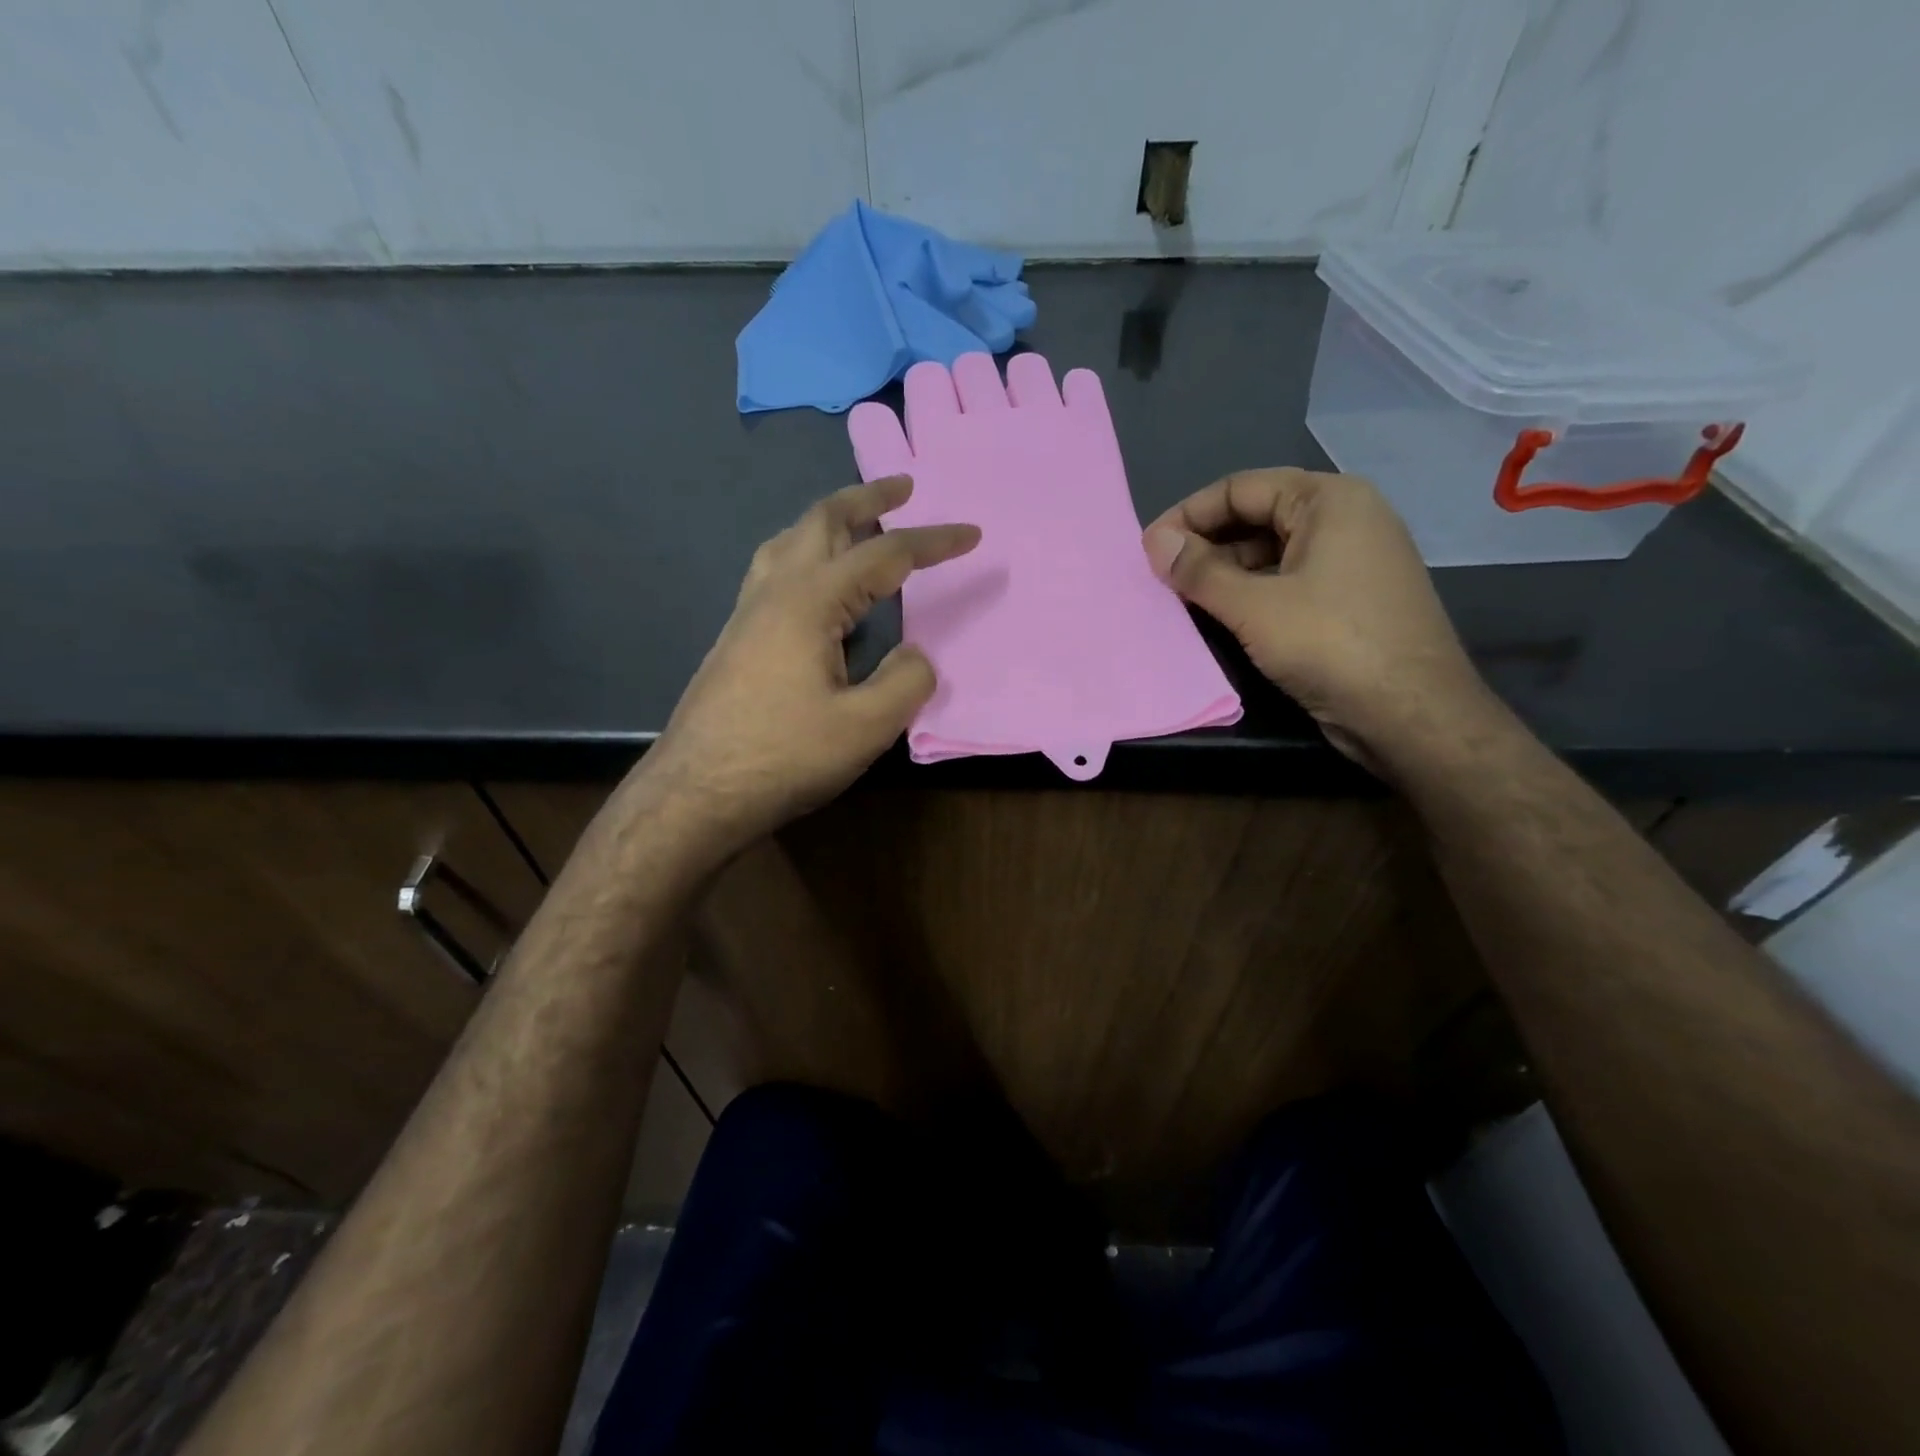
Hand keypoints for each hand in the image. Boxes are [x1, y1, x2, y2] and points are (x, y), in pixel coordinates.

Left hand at [642, 476, 978, 857]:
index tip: (972, 534)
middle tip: (902, 487)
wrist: (695, 793)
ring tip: (859, 525)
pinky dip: (807, 554)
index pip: (885, 555)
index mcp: (810, 602)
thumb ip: (905, 682)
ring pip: (790, 541)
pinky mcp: (736, 638)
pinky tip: (816, 586)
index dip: (933, 541)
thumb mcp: (863, 728)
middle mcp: (774, 591)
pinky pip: (775, 571)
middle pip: (823, 521)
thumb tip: (917, 655)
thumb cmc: (782, 757)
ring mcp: (747, 613)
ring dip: (830, 522)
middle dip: (868, 499)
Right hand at [1142, 468, 1497, 773]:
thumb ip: (1200, 571)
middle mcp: (1346, 518)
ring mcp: (1353, 560)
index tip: (1148, 548)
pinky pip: (1289, 580)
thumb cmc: (1331, 645)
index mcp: (1329, 500)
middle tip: (1161, 575)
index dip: (1188, 514)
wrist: (1412, 714)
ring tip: (1182, 597)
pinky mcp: (1351, 599)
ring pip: (1272, 551)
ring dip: (1225, 571)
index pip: (1241, 487)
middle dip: (1206, 543)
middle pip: (1258, 515)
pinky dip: (1252, 592)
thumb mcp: (1254, 606)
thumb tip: (1154, 542)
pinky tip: (1222, 615)